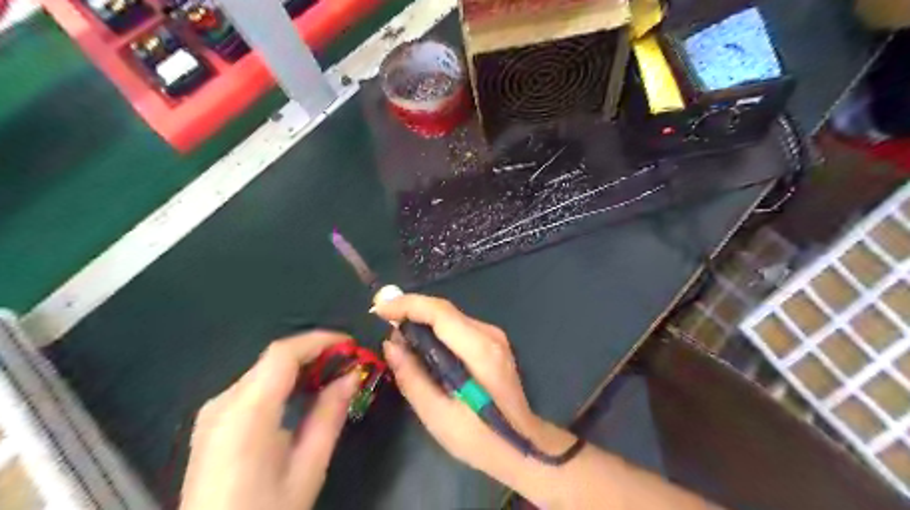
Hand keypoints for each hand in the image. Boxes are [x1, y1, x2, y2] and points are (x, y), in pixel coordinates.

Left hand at [180, 331, 359, 509]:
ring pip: (263, 369)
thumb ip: (330, 415)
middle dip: (314, 353)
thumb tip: (352, 376)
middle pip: (272, 359)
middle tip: (348, 362)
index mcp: (246, 414)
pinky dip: (282, 381)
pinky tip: (303, 394)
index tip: (351, 345)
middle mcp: (223, 403)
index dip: (319, 340)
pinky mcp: (212, 422)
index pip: (283, 354)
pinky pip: (253, 386)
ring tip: (333, 375)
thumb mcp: (308, 468)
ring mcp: (213, 412)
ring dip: (300, 366)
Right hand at [371, 299, 569, 485]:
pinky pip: (458, 327)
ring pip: (451, 317)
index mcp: (480, 350)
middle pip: (445, 311)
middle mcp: (490, 335)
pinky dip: (436, 329)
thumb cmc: (479, 437)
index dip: (407, 305)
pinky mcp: (493, 343)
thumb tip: (390, 344)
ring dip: (422, 319)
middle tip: (382, 318)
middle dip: (411, 309)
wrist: (522, 445)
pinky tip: (421, 342)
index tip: (379, 308)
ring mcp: (495, 337)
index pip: (440, 313)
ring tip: (396, 331)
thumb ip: (412, 376)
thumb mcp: (437, 415)